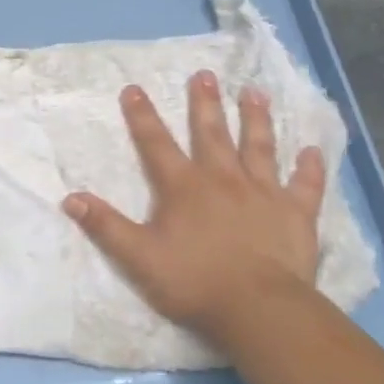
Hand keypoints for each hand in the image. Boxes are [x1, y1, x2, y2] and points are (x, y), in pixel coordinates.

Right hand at [63, 71, 327, 346]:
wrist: (258, 308)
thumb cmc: (194, 282)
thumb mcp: (139, 257)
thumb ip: (106, 226)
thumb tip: (71, 198)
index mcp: (184, 188)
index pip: (156, 144)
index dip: (142, 116)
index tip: (133, 88)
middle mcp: (224, 180)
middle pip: (212, 134)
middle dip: (205, 104)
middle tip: (204, 75)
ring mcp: (264, 193)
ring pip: (260, 147)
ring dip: (256, 119)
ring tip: (254, 92)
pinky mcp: (296, 214)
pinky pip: (305, 185)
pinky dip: (309, 168)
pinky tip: (312, 150)